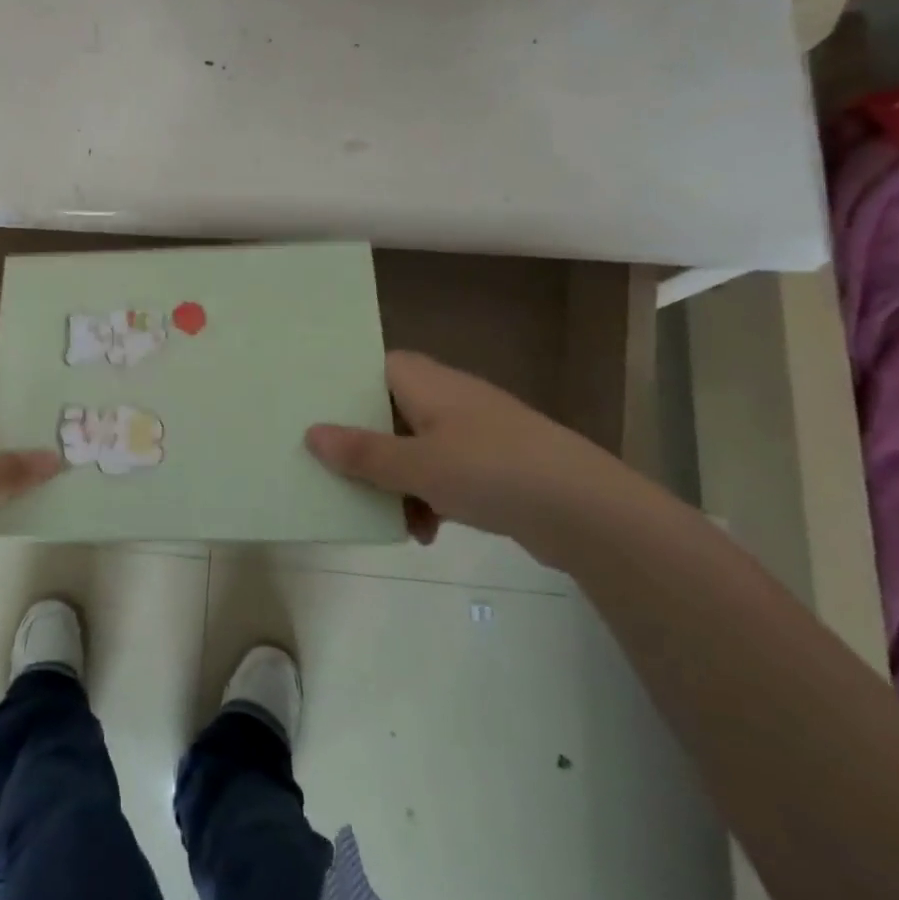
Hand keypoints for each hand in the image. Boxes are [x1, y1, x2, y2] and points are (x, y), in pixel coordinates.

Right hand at [305, 351, 635, 558]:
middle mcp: (449, 398)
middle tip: (339, 474)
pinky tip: (427, 532)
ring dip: (397, 482)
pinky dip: (429, 497)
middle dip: (367, 448)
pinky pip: (445, 473)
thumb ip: (362, 453)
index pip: (374, 367)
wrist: (587, 510)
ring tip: (390, 519)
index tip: (315, 414)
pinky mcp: (495, 464)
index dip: (343, 387)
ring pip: (416, 448)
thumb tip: (311, 434)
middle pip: (390, 413)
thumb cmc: (491, 471)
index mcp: (427, 383)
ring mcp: (475, 432)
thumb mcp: (416, 465)